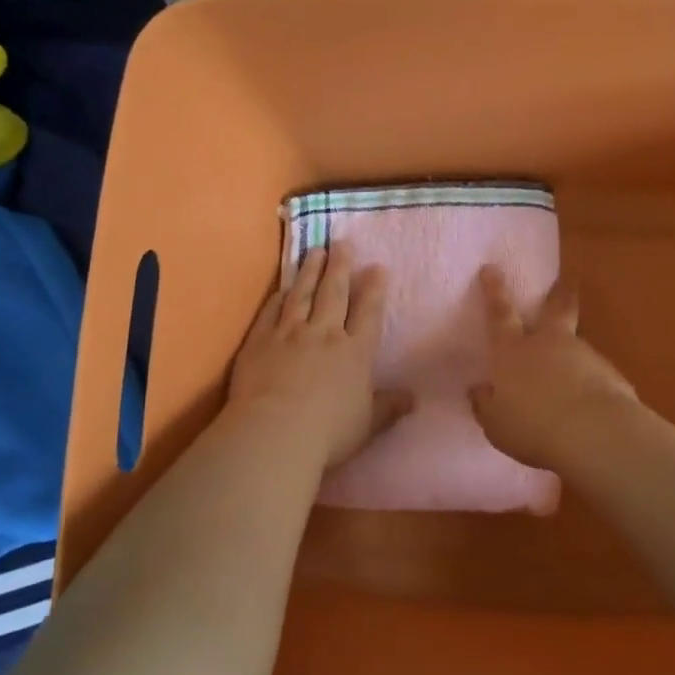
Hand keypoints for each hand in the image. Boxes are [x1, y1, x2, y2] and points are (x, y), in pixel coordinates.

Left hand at [229, 246, 412, 469]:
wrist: (275, 432)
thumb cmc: (328, 432)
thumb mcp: (368, 424)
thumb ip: (389, 407)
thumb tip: (414, 398)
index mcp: (355, 352)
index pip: (368, 312)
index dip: (374, 289)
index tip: (377, 267)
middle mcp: (324, 334)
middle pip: (334, 293)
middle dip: (341, 266)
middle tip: (342, 242)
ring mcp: (289, 334)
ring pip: (302, 294)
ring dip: (310, 271)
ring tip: (315, 251)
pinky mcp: (260, 341)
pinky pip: (271, 312)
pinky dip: (278, 297)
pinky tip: (282, 288)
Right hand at [470, 267, 638, 470]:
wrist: (594, 433)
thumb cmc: (532, 427)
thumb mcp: (496, 424)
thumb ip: (486, 405)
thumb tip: (478, 391)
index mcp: (512, 352)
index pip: (500, 314)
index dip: (494, 290)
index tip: (492, 268)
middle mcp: (547, 343)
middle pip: (554, 309)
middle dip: (557, 294)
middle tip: (565, 282)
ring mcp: (582, 354)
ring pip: (576, 342)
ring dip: (573, 352)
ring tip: (571, 377)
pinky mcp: (610, 373)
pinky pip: (595, 372)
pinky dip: (590, 381)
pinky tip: (588, 403)